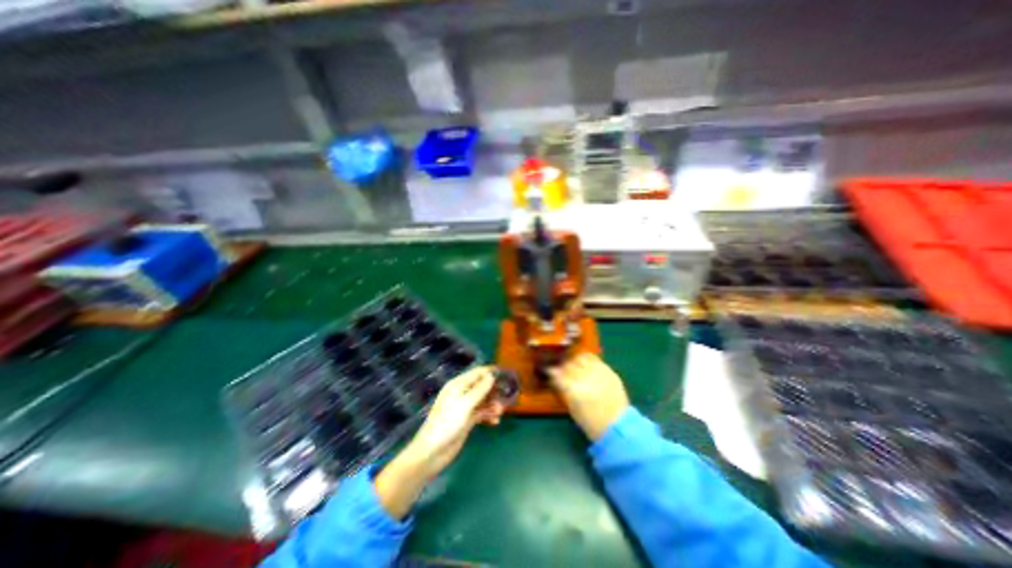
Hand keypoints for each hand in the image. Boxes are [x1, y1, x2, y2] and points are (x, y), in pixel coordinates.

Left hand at [372, 368, 502, 518]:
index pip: (477, 373)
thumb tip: (491, 375)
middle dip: (494, 390)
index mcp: (458, 385)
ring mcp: (465, 407)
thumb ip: (479, 389)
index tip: (506, 374)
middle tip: (508, 395)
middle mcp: (462, 393)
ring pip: (483, 400)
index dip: (491, 372)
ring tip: (500, 412)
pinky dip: (489, 415)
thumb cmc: (447, 424)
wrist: (432, 452)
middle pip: (482, 386)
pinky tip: (495, 421)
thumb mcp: (465, 404)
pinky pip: (482, 413)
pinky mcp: (467, 420)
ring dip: (493, 404)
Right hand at [551, 353, 629, 441]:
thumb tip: (556, 377)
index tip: (550, 372)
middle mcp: (585, 377)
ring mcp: (598, 372)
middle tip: (562, 370)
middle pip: (568, 364)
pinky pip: (594, 359)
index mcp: (573, 389)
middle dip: (563, 366)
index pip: (557, 373)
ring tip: (574, 366)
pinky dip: (587, 360)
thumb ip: (563, 389)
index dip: (552, 372)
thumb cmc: (591, 422)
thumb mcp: (572, 407)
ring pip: (581, 358)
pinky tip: (585, 365)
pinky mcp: (608, 371)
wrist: (617, 426)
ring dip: (575, 361)